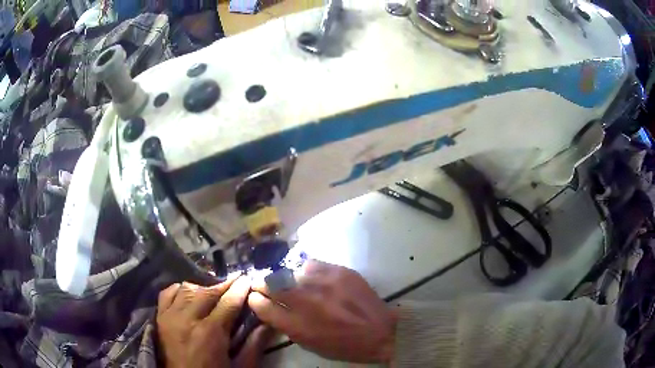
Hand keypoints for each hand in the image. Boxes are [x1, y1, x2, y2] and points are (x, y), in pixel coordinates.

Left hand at [156, 277, 270, 367]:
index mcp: (210, 333)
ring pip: (187, 289)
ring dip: (202, 288)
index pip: (228, 302)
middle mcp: (188, 319)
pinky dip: (179, 290)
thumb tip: (267, 323)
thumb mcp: (241, 367)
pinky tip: (188, 295)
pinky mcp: (160, 318)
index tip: (247, 278)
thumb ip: (254, 345)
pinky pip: (167, 293)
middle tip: (235, 283)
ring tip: (213, 292)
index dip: (239, 288)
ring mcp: (171, 317)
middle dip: (223, 285)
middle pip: (207, 292)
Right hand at [248, 260, 397, 362]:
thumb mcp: (309, 343)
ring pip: (289, 272)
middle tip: (262, 284)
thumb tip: (272, 308)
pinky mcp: (338, 271)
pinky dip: (304, 271)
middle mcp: (306, 302)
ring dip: (282, 277)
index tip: (255, 298)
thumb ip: (287, 325)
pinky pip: (311, 264)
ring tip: (285, 280)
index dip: (254, 300)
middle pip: (271, 284)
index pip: (262, 306)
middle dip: (262, 284)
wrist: (380, 331)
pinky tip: (307, 277)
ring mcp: (322, 283)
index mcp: (297, 325)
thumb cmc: (343, 345)